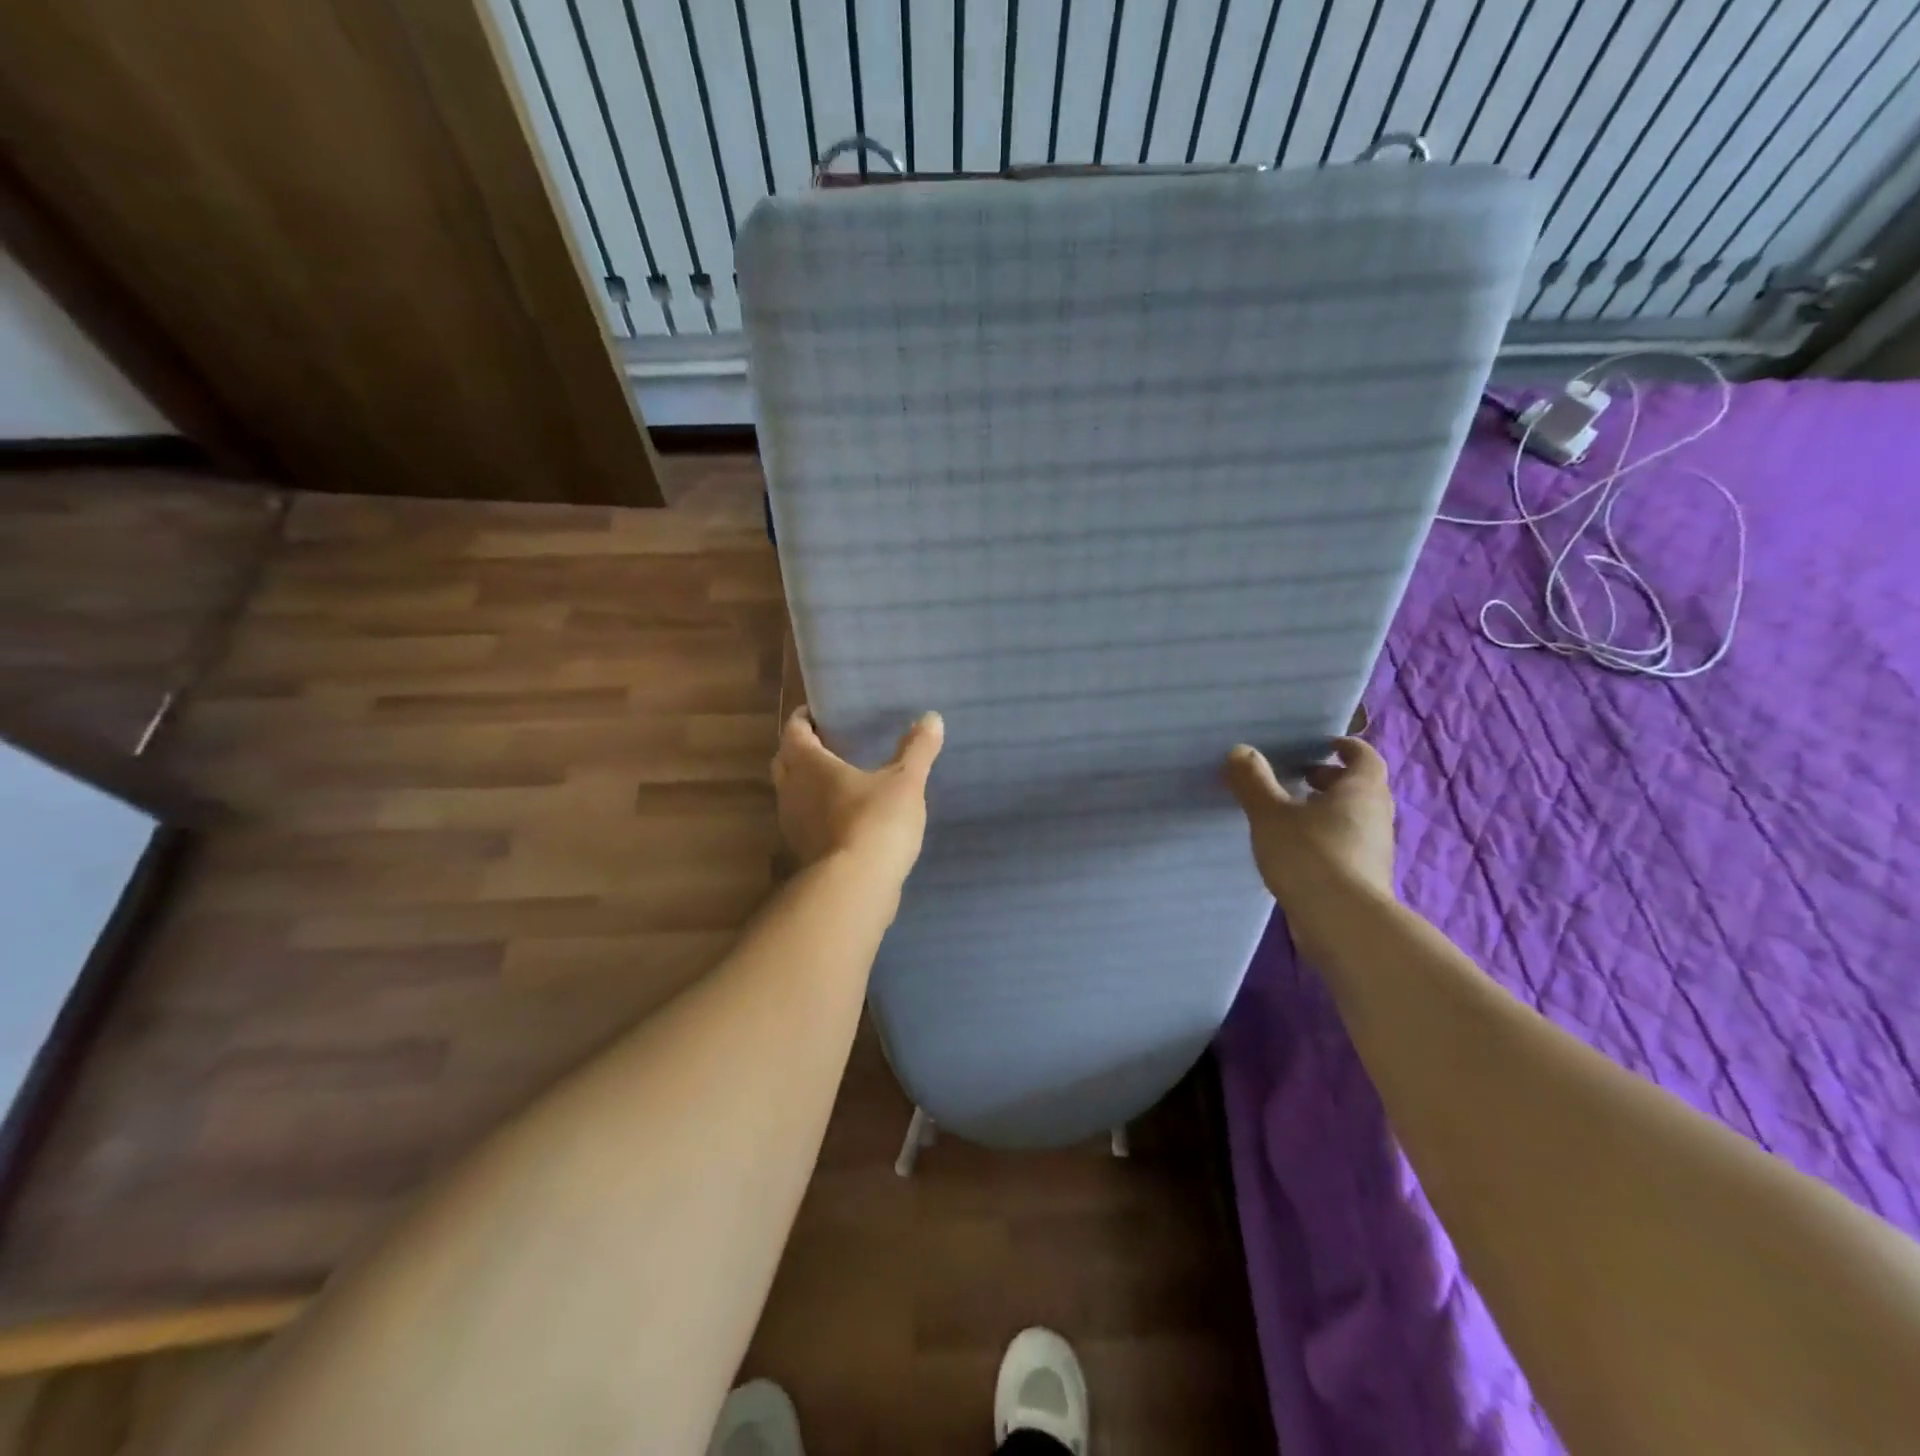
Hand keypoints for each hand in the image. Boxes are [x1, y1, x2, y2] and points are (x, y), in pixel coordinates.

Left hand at [772, 707, 944, 884]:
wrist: (855, 888)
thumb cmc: (875, 822)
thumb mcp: (905, 782)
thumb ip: (917, 749)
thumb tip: (932, 717)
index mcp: (808, 765)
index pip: (794, 731)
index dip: (804, 719)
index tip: (818, 713)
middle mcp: (791, 791)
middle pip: (785, 761)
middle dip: (801, 750)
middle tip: (827, 743)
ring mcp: (792, 826)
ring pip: (792, 795)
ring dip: (807, 785)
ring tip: (838, 780)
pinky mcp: (802, 855)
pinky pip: (805, 823)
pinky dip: (818, 814)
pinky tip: (844, 818)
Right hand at [1224, 736, 1395, 912]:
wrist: (1342, 922)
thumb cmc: (1309, 854)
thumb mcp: (1270, 814)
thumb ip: (1254, 781)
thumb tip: (1240, 750)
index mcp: (1361, 790)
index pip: (1364, 756)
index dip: (1345, 747)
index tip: (1321, 745)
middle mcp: (1376, 815)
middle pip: (1360, 787)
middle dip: (1330, 779)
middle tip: (1298, 777)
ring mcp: (1374, 849)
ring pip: (1353, 817)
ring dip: (1327, 810)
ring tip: (1290, 813)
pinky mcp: (1365, 877)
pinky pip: (1347, 844)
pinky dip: (1326, 837)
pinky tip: (1296, 849)